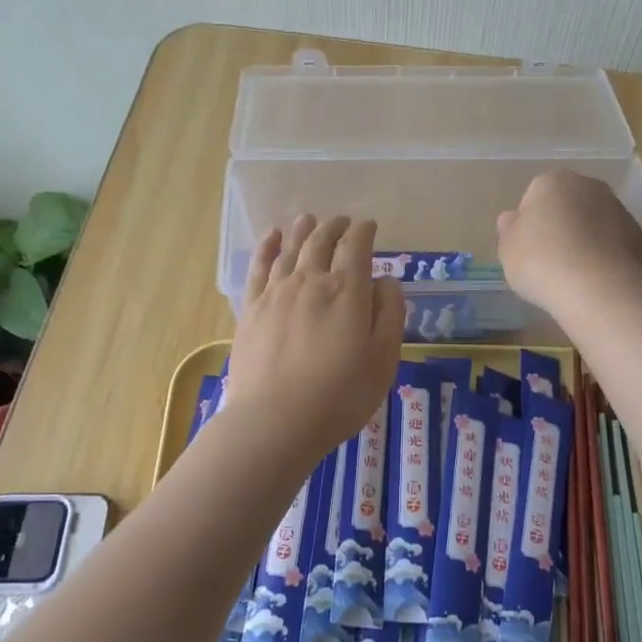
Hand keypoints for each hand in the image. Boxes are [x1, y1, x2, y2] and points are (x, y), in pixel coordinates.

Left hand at [227, 215, 402, 463]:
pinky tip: (272, 236)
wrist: (275, 421)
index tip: (369, 227)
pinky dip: (267, 246)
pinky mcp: (251, 309)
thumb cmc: (340, 396)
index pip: (357, 247)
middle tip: (343, 222)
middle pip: (322, 241)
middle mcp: (310, 281)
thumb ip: (389, 315)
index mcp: (347, 291)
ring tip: (309, 219)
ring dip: (303, 230)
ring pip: (290, 248)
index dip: (364, 232)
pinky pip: (259, 266)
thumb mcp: (383, 359)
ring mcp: (276, 293)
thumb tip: (385, 282)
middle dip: (335, 227)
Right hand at [496, 170, 641, 317]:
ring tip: (573, 275)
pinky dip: (605, 257)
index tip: (527, 248)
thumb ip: (509, 230)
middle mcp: (589, 186)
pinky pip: (613, 244)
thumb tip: (512, 218)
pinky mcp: (639, 237)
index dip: (529, 223)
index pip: (535, 195)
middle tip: (549, 260)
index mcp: (553, 181)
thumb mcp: (508, 248)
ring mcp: (619, 210)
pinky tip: (595, 281)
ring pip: (594, 223)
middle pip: (569, 205)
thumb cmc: (541, 261)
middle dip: (561, 226)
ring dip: (585, 240)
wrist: (596, 288)